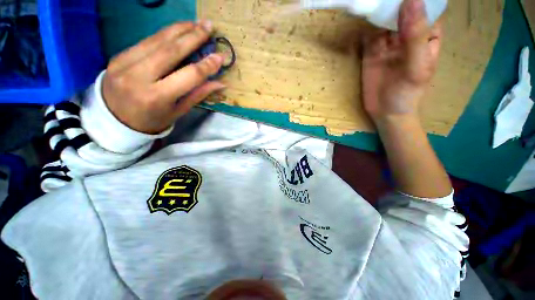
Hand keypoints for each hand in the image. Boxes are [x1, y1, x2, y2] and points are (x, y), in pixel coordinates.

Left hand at [102, 20, 225, 133]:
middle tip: (209, 26)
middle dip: (193, 36)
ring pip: (157, 40)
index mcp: (157, 97)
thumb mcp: (178, 111)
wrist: (113, 120)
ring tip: (196, 23)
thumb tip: (220, 83)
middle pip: (171, 50)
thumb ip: (198, 94)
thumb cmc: (152, 120)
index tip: (220, 56)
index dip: (207, 65)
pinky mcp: (119, 55)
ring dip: (179, 29)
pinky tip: (177, 30)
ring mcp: (125, 63)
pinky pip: (146, 41)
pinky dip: (164, 34)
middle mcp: (139, 76)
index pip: (189, 76)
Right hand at [361, 0, 441, 122]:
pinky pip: (368, 34)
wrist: (386, 112)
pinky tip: (361, 15)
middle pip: (402, 9)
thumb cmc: (408, 92)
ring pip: (383, 19)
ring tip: (370, 1)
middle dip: (393, 1)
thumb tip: (411, 0)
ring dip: (378, 9)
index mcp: (426, 34)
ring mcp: (387, 43)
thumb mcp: (417, 65)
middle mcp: (407, 34)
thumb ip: (415, 36)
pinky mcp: (371, 52)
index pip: (425, 7)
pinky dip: (364, 25)